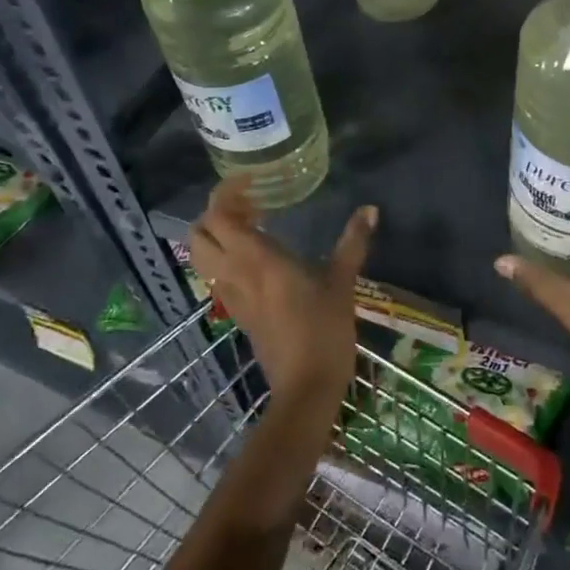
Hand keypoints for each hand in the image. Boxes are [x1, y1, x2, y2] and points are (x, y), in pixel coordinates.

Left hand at [189, 178, 376, 411]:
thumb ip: (353, 242)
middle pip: (199, 233)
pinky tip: (260, 260)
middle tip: (250, 206)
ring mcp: (231, 296)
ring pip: (203, 257)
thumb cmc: (324, 330)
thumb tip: (370, 209)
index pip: (218, 215)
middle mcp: (235, 274)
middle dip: (216, 213)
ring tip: (253, 228)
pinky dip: (227, 258)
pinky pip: (218, 276)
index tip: (252, 182)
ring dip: (218, 236)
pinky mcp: (237, 314)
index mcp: (256, 259)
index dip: (226, 192)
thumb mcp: (342, 282)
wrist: (306, 387)